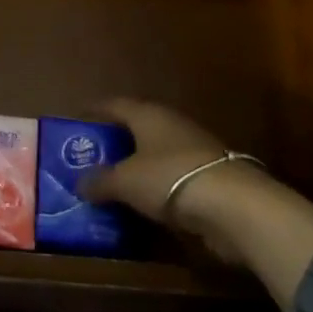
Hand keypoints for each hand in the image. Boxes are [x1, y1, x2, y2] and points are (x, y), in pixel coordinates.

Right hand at [78, 97, 229, 225]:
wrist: (235, 207)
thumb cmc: (170, 179)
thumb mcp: (125, 182)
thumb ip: (100, 181)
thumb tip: (79, 184)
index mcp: (148, 115)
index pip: (115, 105)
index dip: (95, 110)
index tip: (78, 118)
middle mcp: (171, 124)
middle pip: (137, 127)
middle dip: (116, 140)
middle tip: (93, 155)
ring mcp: (194, 149)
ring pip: (157, 152)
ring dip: (138, 164)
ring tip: (116, 180)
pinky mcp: (211, 177)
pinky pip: (173, 176)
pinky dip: (158, 185)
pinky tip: (146, 201)